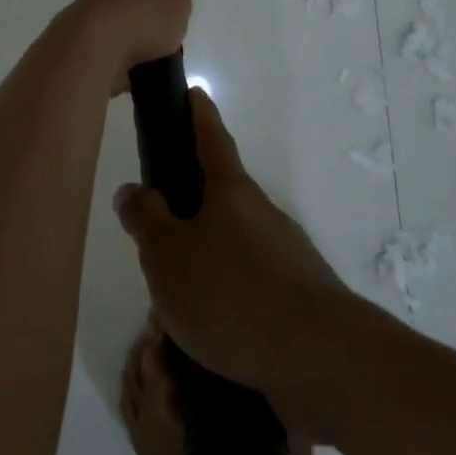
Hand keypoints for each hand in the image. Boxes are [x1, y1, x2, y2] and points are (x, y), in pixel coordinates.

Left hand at [71, 0, 192, 88]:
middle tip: (156, 12)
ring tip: (156, 50)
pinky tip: (140, 74)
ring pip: (114, 22)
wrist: (93, 54)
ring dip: (132, 34)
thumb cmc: (138, 14)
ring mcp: (88, 21)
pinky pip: (111, 54)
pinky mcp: (84, 52)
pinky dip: (125, 62)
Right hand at [113, 90, 356, 423]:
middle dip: (181, 235)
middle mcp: (262, 217)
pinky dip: (217, 327)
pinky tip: (198, 362)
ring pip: (225, 266)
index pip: (211, 137)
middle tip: (152, 268)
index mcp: (231, 192)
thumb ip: (145, 219)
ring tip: (164, 339)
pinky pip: (243, 307)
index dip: (198, 113)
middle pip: (214, 210)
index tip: (192, 91)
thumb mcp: (168, 256)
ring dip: (195, 293)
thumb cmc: (233, 295)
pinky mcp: (297, 306)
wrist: (323, 363)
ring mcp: (285, 261)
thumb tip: (132, 190)